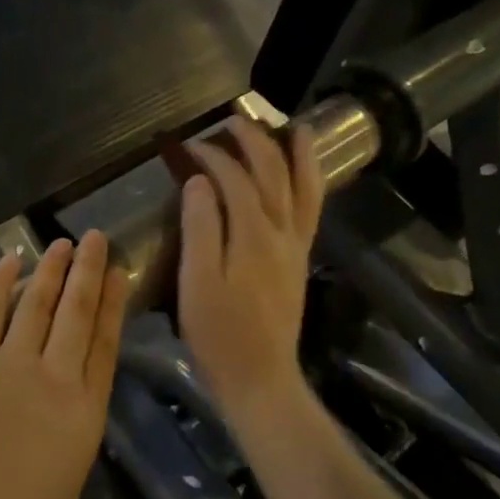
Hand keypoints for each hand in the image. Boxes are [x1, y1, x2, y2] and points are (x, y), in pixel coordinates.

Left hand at [0, 232, 127, 498]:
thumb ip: (68, 459)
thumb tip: (58, 445)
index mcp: (85, 412)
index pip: (105, 345)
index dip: (113, 306)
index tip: (119, 275)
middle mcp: (56, 377)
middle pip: (78, 313)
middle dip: (89, 272)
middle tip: (97, 238)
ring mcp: (12, 363)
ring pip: (39, 304)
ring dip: (53, 271)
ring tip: (63, 243)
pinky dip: (0, 284)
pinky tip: (11, 261)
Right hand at [178, 115, 324, 420]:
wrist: (261, 378)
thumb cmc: (219, 334)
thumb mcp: (197, 283)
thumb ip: (200, 228)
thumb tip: (199, 181)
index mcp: (251, 234)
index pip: (233, 179)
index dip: (211, 156)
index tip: (188, 145)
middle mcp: (281, 232)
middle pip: (272, 172)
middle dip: (253, 140)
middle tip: (232, 119)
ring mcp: (296, 246)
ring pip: (303, 186)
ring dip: (296, 154)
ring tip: (293, 127)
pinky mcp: (299, 260)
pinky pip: (311, 209)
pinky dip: (311, 183)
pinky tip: (305, 174)